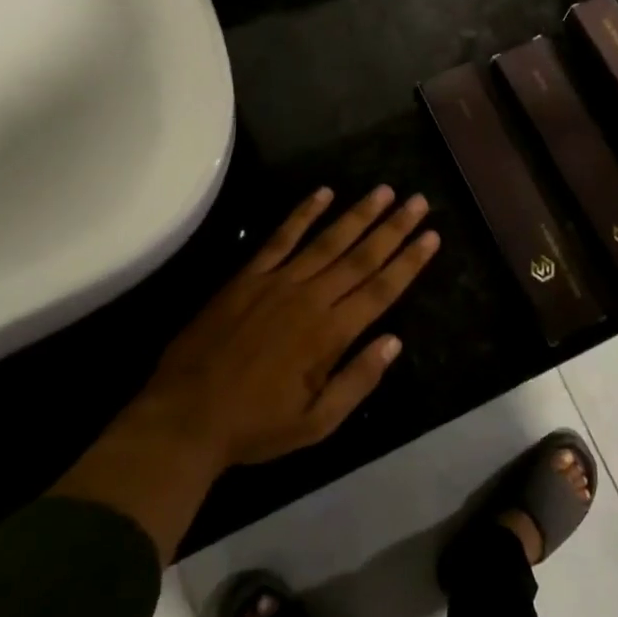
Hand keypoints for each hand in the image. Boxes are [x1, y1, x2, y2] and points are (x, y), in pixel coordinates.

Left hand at [144, 184, 439, 464]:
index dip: (409, 261)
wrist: (185, 416)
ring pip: (327, 241)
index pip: (381, 289)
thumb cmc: (256, 426)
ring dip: (358, 214)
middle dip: (394, 228)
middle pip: (361, 257)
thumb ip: (358, 380)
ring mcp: (277, 283)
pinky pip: (280, 238)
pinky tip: (322, 192)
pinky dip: (302, 214)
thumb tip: (394, 342)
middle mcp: (310, 299)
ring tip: (384, 191)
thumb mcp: (317, 423)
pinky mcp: (248, 277)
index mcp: (330, 335)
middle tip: (419, 201)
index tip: (432, 236)